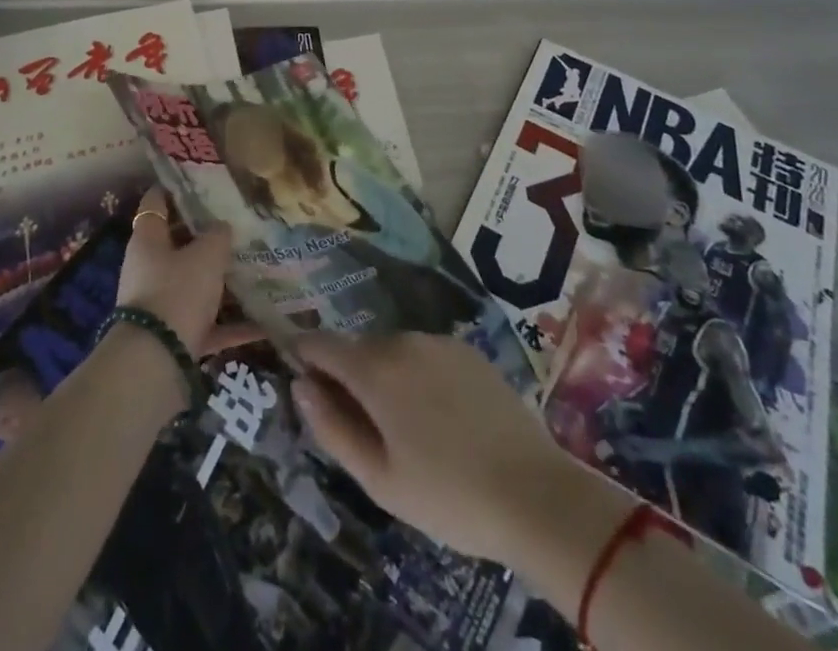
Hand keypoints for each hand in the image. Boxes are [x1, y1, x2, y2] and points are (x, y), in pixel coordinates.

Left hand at [118, 187, 262, 357]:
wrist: (156, 364)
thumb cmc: (177, 293)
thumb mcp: (206, 256)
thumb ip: (217, 236)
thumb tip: (222, 227)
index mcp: (148, 240)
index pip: (156, 201)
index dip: (175, 187)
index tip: (201, 179)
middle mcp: (149, 268)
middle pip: (178, 243)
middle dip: (206, 235)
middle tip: (239, 222)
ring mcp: (160, 303)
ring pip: (194, 283)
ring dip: (220, 279)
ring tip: (255, 267)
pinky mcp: (175, 336)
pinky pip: (207, 323)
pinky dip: (232, 324)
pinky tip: (264, 323)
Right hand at [291, 331, 564, 562]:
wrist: (537, 494)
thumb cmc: (448, 496)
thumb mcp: (379, 479)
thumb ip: (332, 428)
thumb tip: (300, 387)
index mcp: (374, 369)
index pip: (321, 343)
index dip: (304, 356)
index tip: (303, 381)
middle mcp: (402, 341)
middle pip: (358, 348)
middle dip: (348, 375)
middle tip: (362, 427)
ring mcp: (438, 341)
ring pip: (393, 350)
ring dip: (385, 375)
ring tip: (406, 428)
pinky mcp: (468, 350)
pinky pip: (425, 354)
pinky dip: (418, 374)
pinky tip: (440, 417)